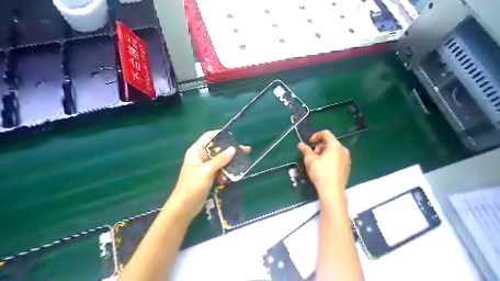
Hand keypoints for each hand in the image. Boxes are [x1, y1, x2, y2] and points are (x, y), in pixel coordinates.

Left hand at [169, 131, 250, 220]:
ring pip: (219, 160)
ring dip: (227, 164)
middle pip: (217, 149)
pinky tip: (225, 179)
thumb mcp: (207, 171)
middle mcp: (200, 156)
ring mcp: (204, 167)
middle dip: (230, 151)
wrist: (184, 207)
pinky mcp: (207, 176)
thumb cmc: (193, 186)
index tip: (233, 138)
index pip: (208, 137)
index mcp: (196, 151)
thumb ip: (220, 159)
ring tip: (237, 169)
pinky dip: (223, 173)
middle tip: (245, 151)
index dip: (220, 135)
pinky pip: (218, 170)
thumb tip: (233, 149)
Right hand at [296, 130, 350, 203]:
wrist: (332, 191)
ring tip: (317, 162)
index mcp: (335, 145)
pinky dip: (330, 158)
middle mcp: (343, 150)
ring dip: (324, 152)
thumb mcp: (310, 160)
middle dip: (319, 146)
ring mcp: (347, 158)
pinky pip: (338, 158)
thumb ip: (305, 150)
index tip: (310, 143)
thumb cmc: (321, 173)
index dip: (316, 136)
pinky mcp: (347, 166)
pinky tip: (324, 168)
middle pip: (330, 142)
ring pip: (334, 150)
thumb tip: (300, 144)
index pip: (326, 133)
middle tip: (312, 155)